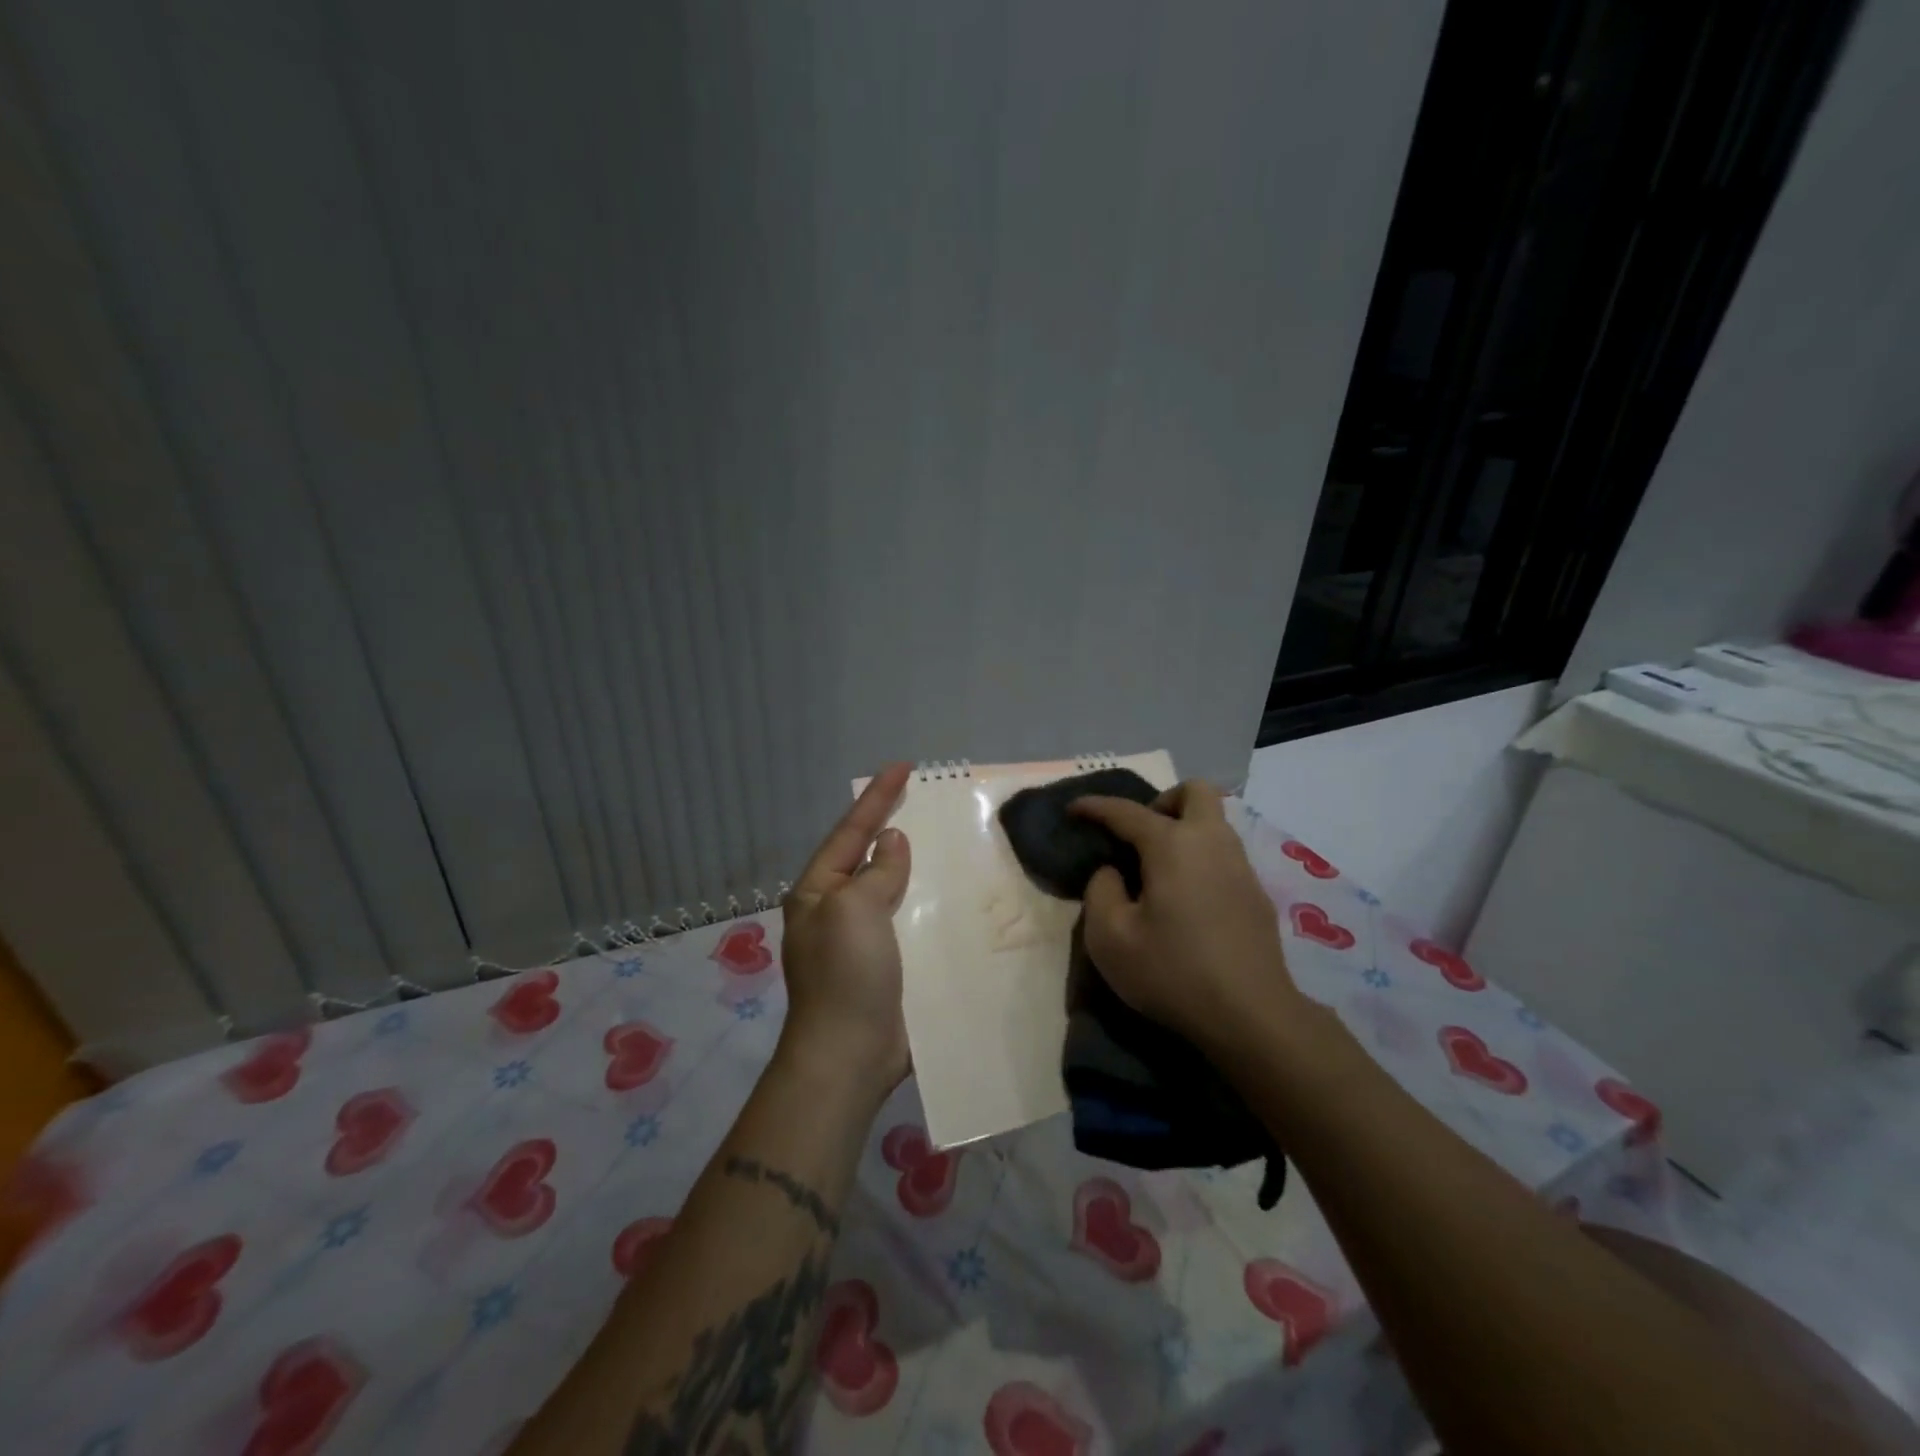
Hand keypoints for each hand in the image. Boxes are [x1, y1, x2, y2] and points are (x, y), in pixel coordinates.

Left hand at [776, 763, 913, 1104]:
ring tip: (942, 839)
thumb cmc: (846, 974)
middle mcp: (834, 910)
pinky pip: (906, 920)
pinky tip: (949, 895)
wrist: (849, 1056)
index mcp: (818, 891)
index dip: (877, 797)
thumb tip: (889, 842)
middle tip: (922, 796)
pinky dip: (925, 902)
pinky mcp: (884, 965)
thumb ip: (876, 872)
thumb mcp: (855, 910)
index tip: (903, 766)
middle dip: (890, 825)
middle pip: (867, 856)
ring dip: (913, 865)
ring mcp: (859, 940)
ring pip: (890, 888)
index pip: (851, 831)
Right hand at [1072, 780, 1302, 1052]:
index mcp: (1172, 845)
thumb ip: (1100, 891)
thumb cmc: (1173, 972)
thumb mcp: (1110, 938)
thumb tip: (1113, 872)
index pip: (1126, 811)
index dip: (1095, 806)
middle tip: (1139, 836)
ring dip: (1184, 829)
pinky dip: (1200, 857)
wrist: (1252, 1016)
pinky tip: (1187, 899)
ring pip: (1214, 821)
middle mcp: (1211, 842)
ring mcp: (1241, 866)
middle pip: (1194, 791)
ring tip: (1157, 869)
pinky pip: (1224, 853)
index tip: (1073, 810)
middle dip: (1162, 801)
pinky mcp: (1256, 894)